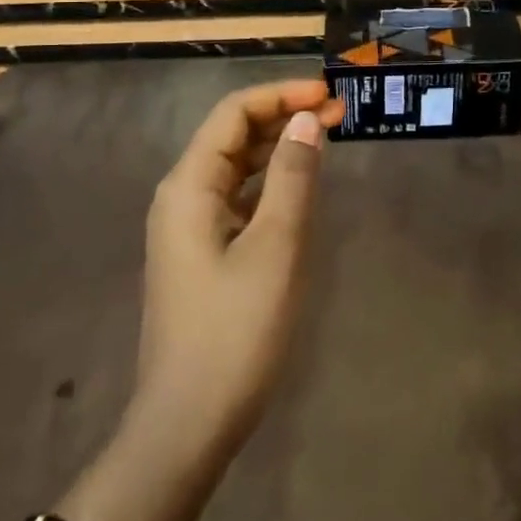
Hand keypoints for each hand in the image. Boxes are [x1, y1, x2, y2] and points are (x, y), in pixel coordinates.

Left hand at [131, 78, 343, 458]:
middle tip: (338, 115)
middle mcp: (181, 195)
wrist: (186, 425)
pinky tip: (298, 189)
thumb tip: (307, 119)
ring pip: (235, 166)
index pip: (233, 113)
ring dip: (277, 148)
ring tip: (325, 141)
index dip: (281, 94)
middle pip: (232, 134)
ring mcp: (188, 226)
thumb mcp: (275, 247)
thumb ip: (292, 176)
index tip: (328, 95)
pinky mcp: (201, 252)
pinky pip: (236, 198)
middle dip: (282, 117)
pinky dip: (268, 183)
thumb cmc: (234, 332)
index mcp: (189, 185)